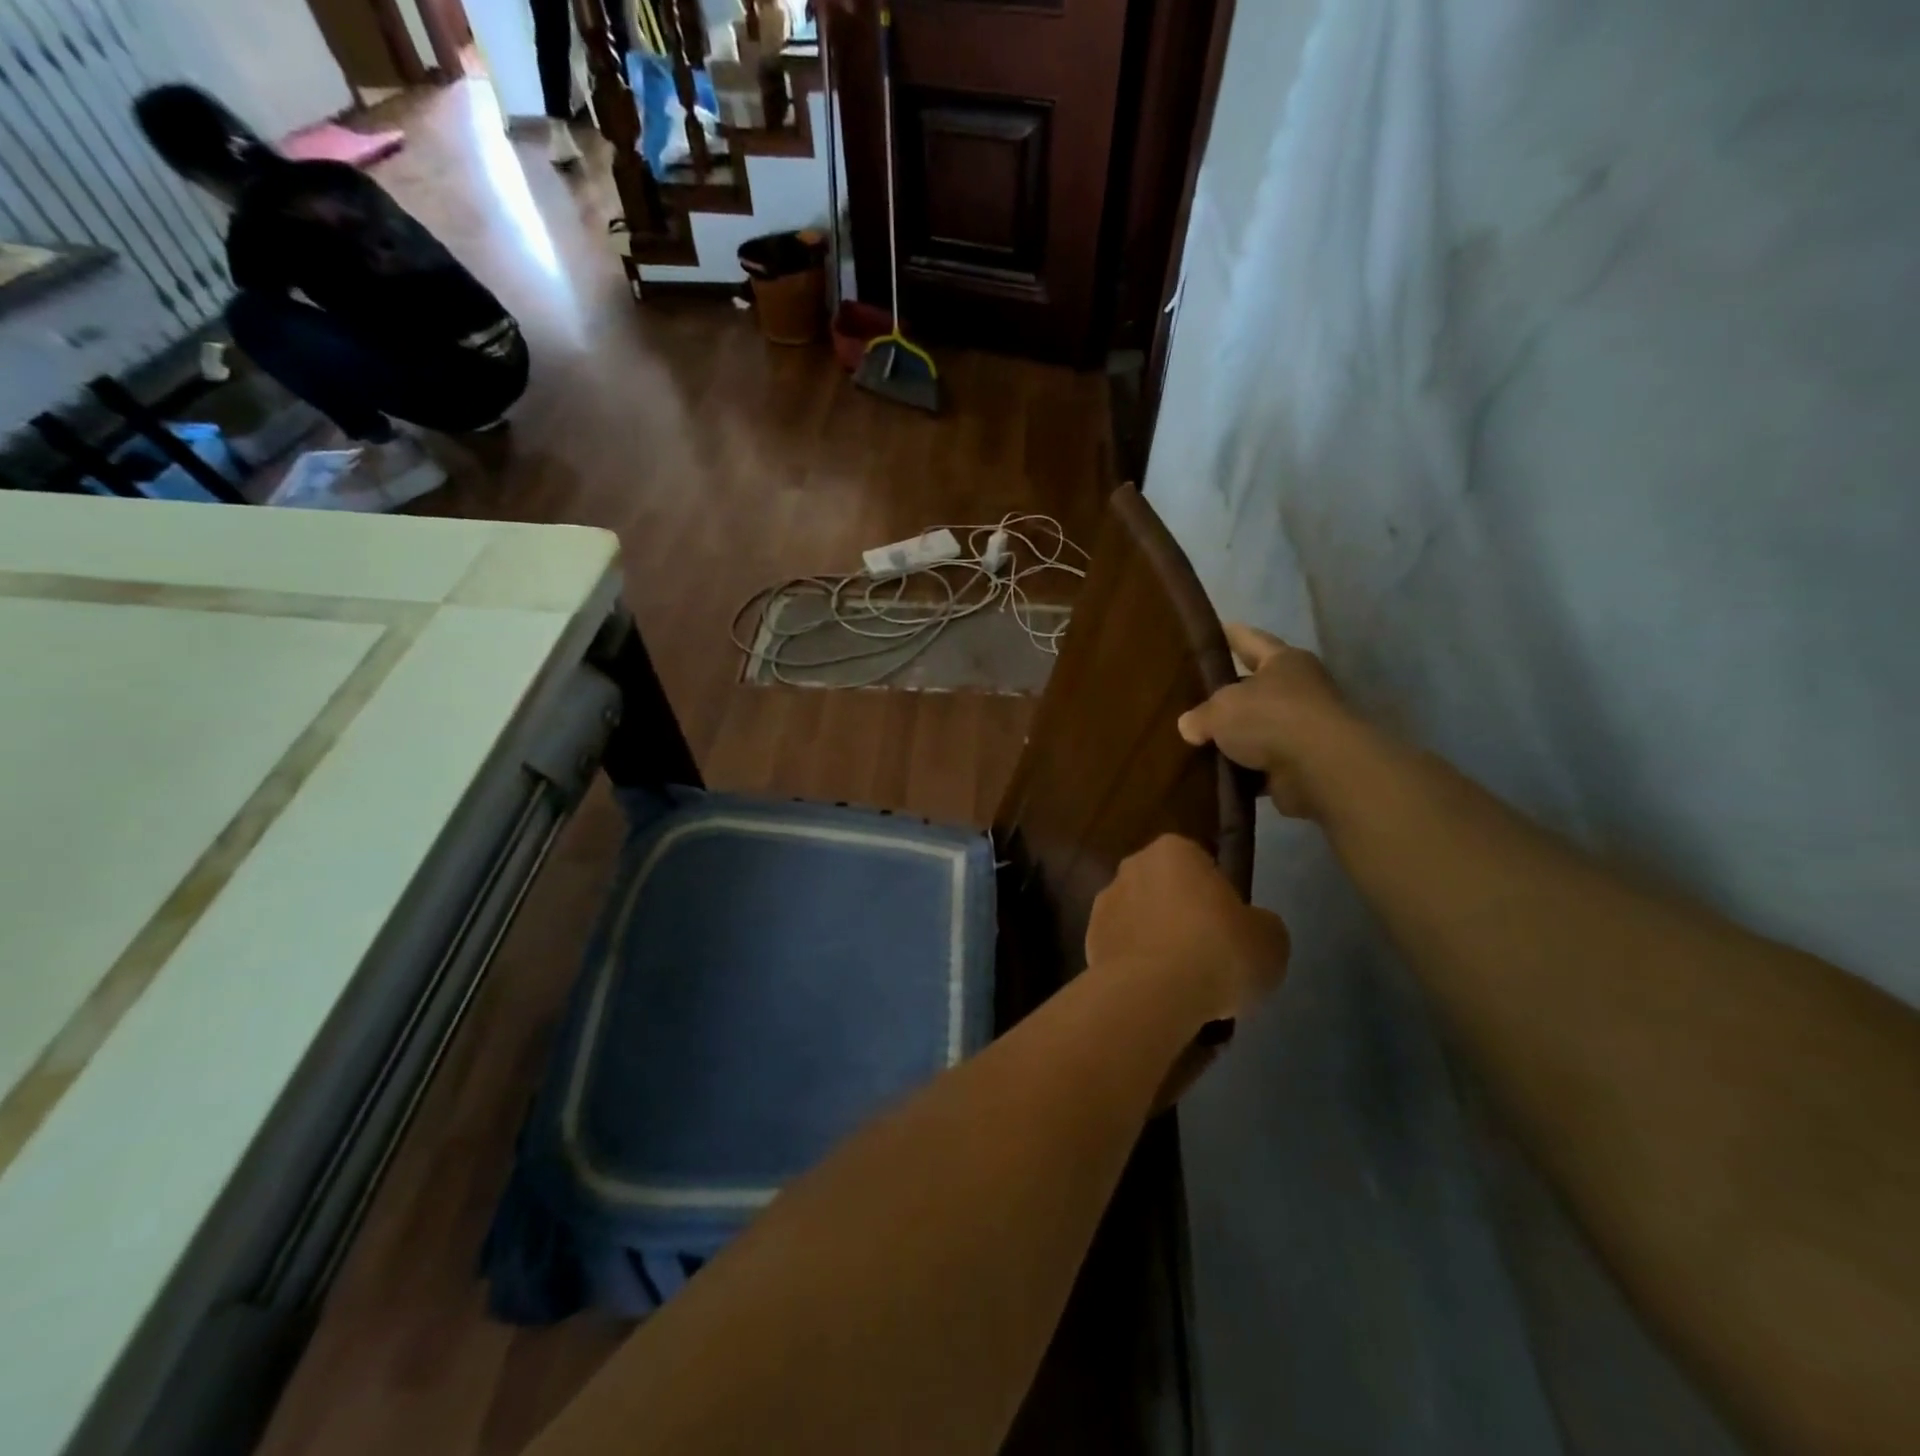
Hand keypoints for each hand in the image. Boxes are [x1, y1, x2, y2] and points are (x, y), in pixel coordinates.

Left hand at [1086, 835, 1289, 1026]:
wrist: (1153, 993)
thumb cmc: (1218, 951)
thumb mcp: (1269, 939)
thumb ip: (1259, 924)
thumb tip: (1249, 927)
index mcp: (1174, 850)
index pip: (1200, 866)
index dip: (1217, 898)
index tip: (1228, 930)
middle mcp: (1132, 866)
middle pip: (1164, 891)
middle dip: (1180, 917)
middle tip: (1207, 956)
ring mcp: (1104, 904)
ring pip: (1140, 921)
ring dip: (1155, 943)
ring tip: (1181, 984)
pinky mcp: (1088, 941)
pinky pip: (1122, 952)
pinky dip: (1136, 968)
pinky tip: (1155, 995)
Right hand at [1178, 624, 1354, 818]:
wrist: (1321, 769)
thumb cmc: (1271, 718)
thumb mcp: (1221, 709)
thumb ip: (1201, 715)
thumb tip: (1189, 726)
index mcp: (1283, 661)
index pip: (1250, 639)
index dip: (1230, 635)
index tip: (1212, 631)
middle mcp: (1299, 688)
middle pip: (1256, 686)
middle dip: (1228, 693)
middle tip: (1194, 696)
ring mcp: (1304, 727)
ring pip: (1259, 727)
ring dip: (1237, 736)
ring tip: (1200, 740)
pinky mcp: (1303, 763)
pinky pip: (1263, 763)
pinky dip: (1245, 768)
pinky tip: (1217, 772)